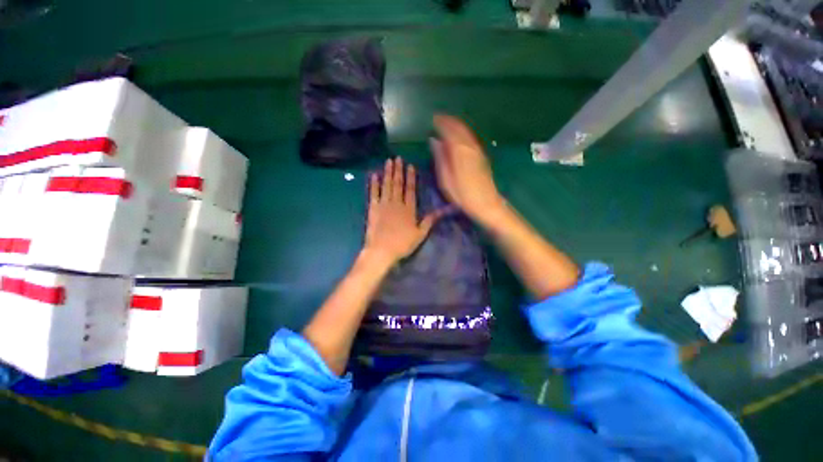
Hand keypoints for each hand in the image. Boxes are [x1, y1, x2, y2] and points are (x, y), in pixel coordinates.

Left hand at [364, 157, 442, 264]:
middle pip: (398, 184)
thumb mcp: (420, 234)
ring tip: (388, 161)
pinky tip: (374, 175)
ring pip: (386, 185)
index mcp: (409, 209)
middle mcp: (396, 203)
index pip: (410, 189)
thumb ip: (429, 220)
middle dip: (398, 170)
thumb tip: (442, 210)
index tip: (410, 166)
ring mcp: (383, 205)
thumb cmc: (402, 244)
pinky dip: (373, 184)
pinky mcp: (373, 208)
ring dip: (387, 173)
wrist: (381, 250)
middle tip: (397, 158)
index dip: (411, 177)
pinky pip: (373, 193)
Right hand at [431, 114, 504, 223]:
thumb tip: (433, 141)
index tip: (433, 119)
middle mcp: (470, 147)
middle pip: (460, 128)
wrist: (486, 204)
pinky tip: (459, 137)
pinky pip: (471, 138)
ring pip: (467, 132)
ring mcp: (478, 151)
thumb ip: (440, 158)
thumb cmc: (463, 195)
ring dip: (457, 126)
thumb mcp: (446, 180)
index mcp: (460, 152)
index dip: (442, 123)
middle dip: (449, 121)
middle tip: (439, 118)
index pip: (450, 130)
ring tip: (447, 124)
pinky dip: (464, 133)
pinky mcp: (482, 156)